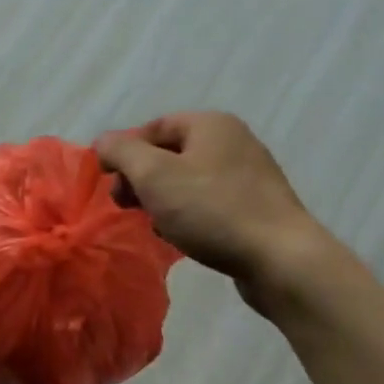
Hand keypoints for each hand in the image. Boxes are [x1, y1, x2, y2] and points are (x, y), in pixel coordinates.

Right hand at [93, 112, 327, 302]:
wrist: (280, 258)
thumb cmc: (211, 209)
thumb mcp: (153, 175)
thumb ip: (121, 152)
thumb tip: (103, 143)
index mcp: (211, 125)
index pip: (153, 127)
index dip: (124, 152)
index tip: (109, 182)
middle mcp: (233, 141)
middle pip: (169, 153)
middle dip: (141, 179)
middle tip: (127, 205)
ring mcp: (249, 175)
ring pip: (187, 180)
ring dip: (162, 200)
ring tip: (155, 224)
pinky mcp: (256, 206)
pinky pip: (208, 202)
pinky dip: (187, 215)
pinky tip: (182, 236)